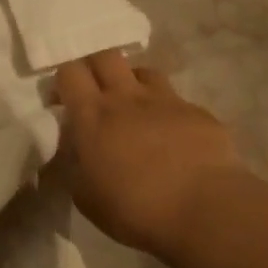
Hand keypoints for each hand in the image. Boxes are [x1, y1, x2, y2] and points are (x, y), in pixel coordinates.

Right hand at [55, 51, 243, 257]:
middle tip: (95, 92)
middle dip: (96, 67)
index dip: (63, 80)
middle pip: (106, 56)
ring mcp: (167, 102)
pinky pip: (177, 102)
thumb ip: (75, 165)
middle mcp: (127, 98)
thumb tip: (76, 152)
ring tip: (134, 108)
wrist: (205, 211)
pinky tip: (173, 139)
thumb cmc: (133, 208)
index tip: (62, 101)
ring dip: (133, 83)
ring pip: (144, 71)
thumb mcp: (84, 195)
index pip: (69, 72)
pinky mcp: (199, 114)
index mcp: (92, 115)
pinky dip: (168, 113)